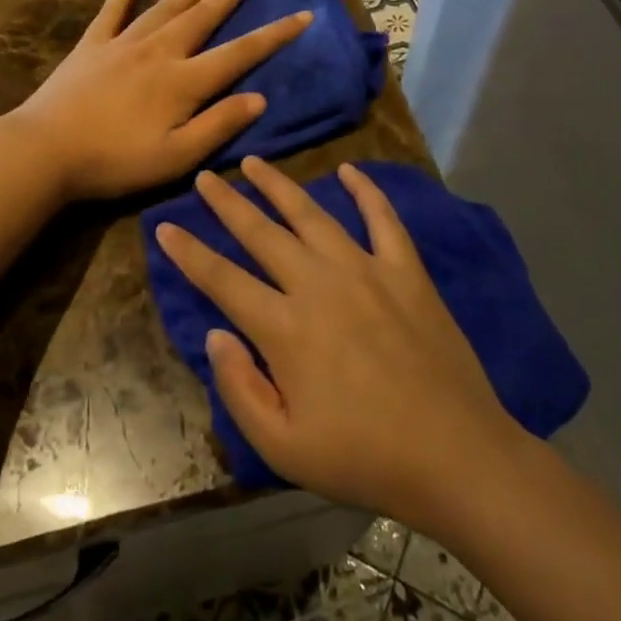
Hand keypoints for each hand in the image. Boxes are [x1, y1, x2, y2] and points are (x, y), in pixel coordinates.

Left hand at [7, 0, 311, 200]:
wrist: (44, 150)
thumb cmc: (114, 161)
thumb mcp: (176, 156)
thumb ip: (219, 125)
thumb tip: (259, 99)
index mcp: (183, 81)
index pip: (240, 53)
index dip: (274, 35)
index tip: (302, 14)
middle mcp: (159, 51)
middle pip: (203, 15)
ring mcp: (123, 44)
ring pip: (166, 6)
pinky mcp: (92, 46)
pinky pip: (113, 12)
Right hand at [155, 157, 517, 528]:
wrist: (456, 456)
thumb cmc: (364, 458)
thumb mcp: (283, 448)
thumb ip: (239, 389)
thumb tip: (214, 335)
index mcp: (285, 328)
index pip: (222, 279)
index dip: (188, 252)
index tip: (164, 225)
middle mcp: (318, 284)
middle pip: (261, 233)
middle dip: (227, 203)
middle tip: (204, 176)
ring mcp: (366, 270)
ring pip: (311, 214)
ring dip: (279, 185)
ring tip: (255, 162)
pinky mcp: (406, 271)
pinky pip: (382, 219)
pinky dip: (366, 191)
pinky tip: (349, 170)